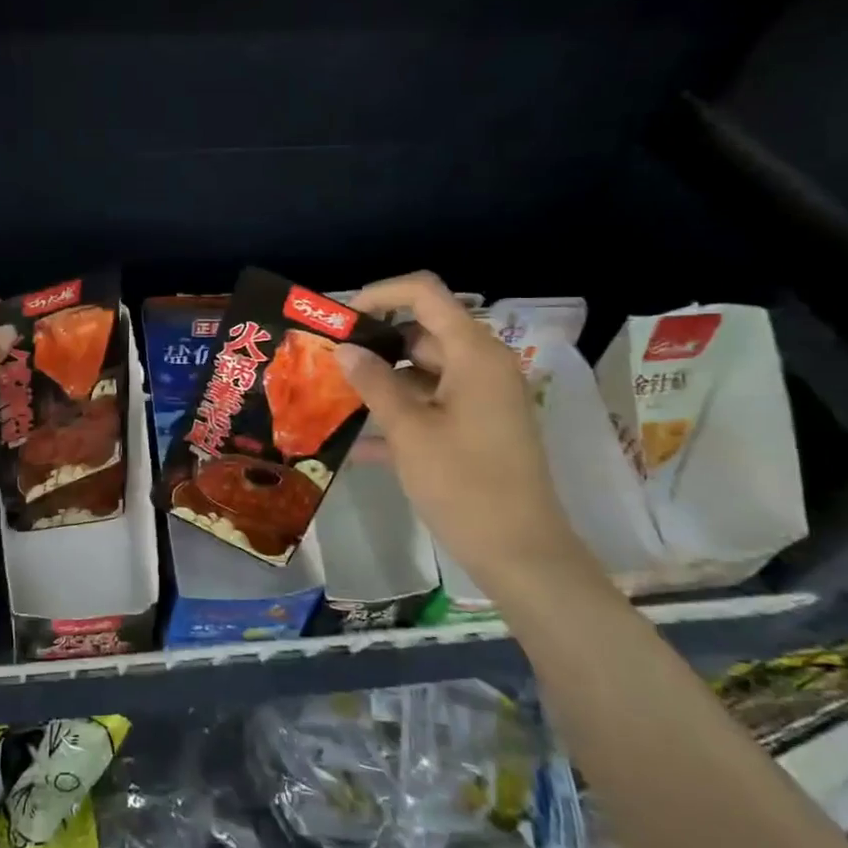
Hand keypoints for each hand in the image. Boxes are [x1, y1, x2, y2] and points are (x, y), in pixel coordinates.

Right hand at [334, 272, 589, 592]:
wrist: (520, 553)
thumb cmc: (464, 484)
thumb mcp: (409, 431)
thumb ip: (374, 384)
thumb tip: (345, 349)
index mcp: (474, 354)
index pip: (425, 294)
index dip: (380, 294)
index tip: (341, 319)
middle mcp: (482, 366)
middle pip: (421, 333)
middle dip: (374, 343)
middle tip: (327, 361)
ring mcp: (481, 399)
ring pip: (422, 371)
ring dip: (381, 382)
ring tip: (332, 397)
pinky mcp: (476, 428)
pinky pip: (431, 405)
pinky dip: (399, 414)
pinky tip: (356, 443)